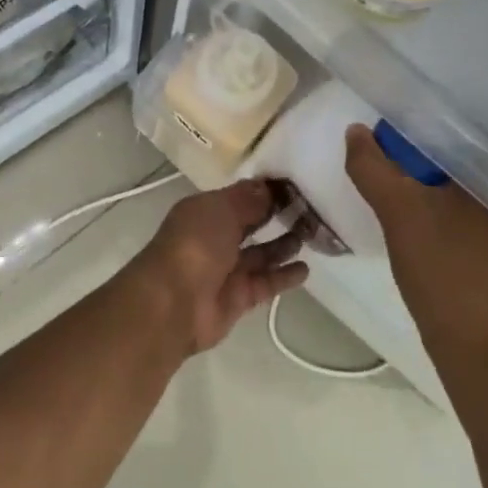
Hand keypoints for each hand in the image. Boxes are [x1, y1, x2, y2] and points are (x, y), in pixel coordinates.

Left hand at [129, 180, 308, 353]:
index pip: (239, 196)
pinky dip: (285, 276)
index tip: (295, 184)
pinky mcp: (240, 297)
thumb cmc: (195, 244)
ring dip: (284, 244)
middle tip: (310, 209)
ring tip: (312, 234)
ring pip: (261, 253)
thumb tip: (269, 188)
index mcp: (204, 211)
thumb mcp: (221, 209)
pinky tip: (306, 268)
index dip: (264, 191)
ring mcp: (227, 269)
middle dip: (276, 215)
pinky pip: (267, 282)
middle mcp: (215, 238)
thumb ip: (248, 199)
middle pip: (251, 223)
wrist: (174, 303)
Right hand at [343, 124, 487, 361]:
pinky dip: (453, 212)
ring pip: (472, 192)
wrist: (477, 349)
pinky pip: (478, 217)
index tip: (397, 128)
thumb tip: (356, 131)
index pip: (464, 133)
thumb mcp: (398, 212)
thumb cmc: (443, 270)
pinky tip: (431, 218)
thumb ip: (372, 168)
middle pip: (468, 161)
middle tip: (396, 151)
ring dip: (442, 185)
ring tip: (409, 179)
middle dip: (433, 156)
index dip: (427, 127)